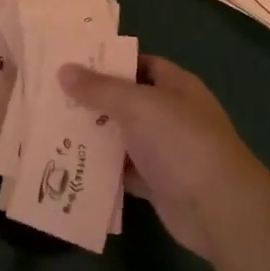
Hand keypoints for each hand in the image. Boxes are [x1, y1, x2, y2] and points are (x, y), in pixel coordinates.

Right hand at [58, 56, 269, 261]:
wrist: (217, 207)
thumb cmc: (180, 142)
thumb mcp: (137, 105)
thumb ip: (100, 89)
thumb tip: (64, 70)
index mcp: (176, 86)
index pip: (142, 64)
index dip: (111, 63)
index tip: (75, 64)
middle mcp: (172, 115)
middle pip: (128, 102)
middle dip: (95, 101)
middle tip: (52, 98)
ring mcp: (166, 151)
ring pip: (123, 138)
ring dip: (95, 137)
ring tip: (52, 130)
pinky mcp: (158, 183)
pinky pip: (124, 172)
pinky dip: (102, 171)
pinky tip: (71, 166)